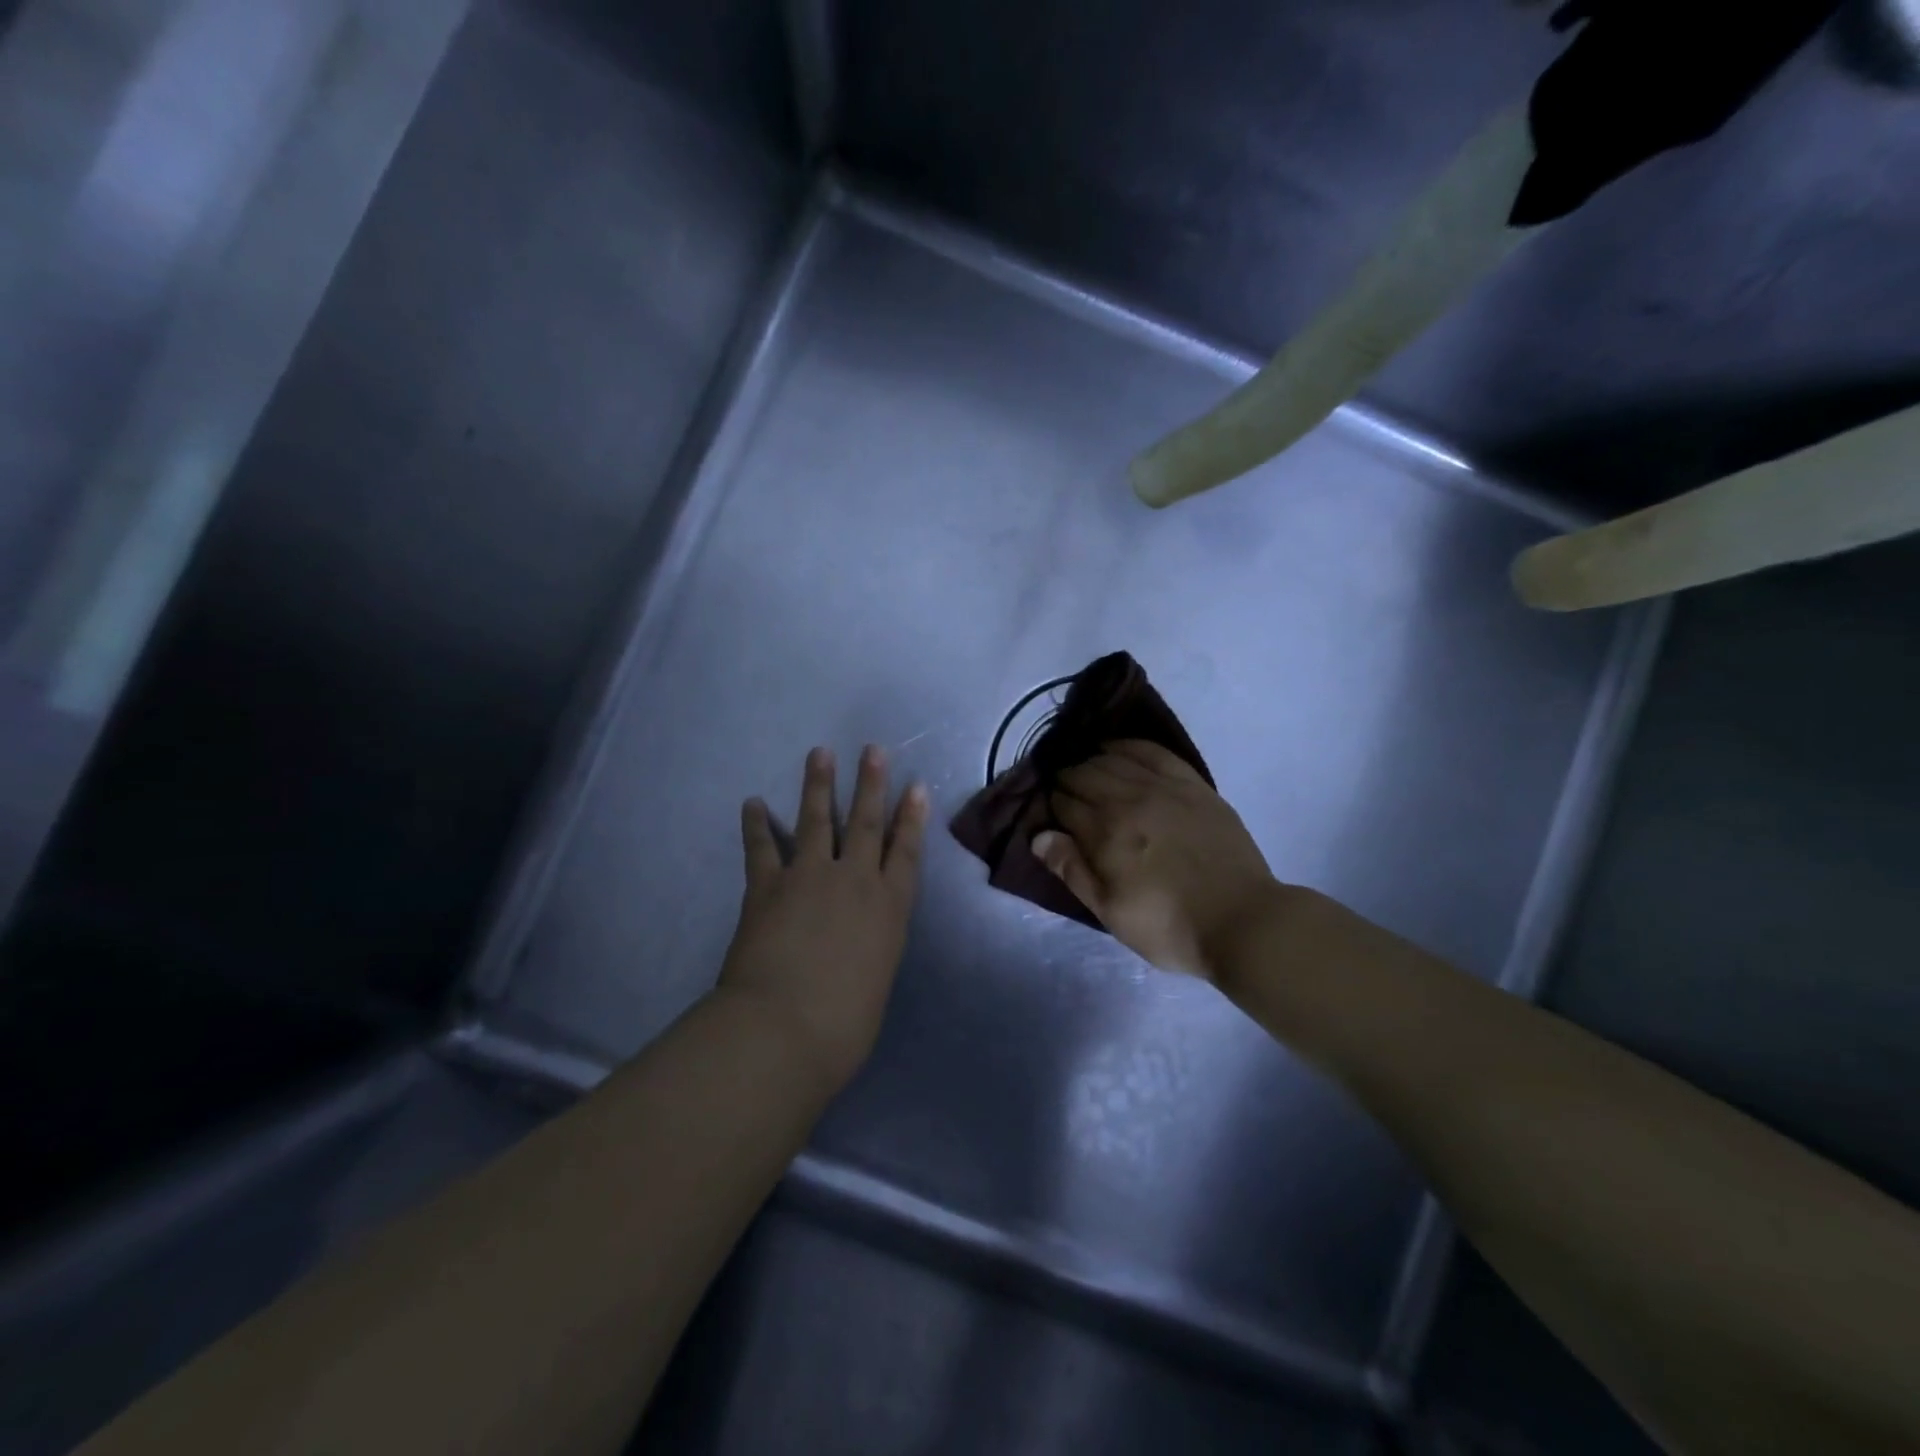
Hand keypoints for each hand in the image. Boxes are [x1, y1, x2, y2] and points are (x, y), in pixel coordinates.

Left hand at [717, 745, 928, 1093]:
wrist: (784, 1028)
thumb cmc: (844, 1024)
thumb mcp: (876, 983)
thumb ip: (870, 953)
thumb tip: (858, 945)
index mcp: (888, 908)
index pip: (905, 852)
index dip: (912, 817)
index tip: (915, 786)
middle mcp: (853, 881)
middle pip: (866, 823)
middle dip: (871, 784)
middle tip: (873, 749)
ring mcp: (809, 878)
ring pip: (817, 820)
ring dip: (818, 786)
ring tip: (819, 754)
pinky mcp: (767, 886)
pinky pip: (761, 848)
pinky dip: (756, 825)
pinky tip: (752, 803)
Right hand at [1033, 740, 1277, 980]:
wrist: (1243, 921)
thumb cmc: (1169, 926)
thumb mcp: (1110, 911)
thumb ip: (1072, 870)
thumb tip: (1038, 835)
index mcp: (1105, 832)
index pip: (1063, 804)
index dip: (1051, 807)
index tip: (1049, 816)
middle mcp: (1129, 799)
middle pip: (1084, 774)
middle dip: (1066, 781)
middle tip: (1063, 794)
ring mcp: (1164, 787)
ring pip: (1114, 759)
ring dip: (1091, 762)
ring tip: (1084, 771)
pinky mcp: (1193, 785)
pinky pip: (1154, 752)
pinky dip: (1129, 746)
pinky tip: (1116, 748)